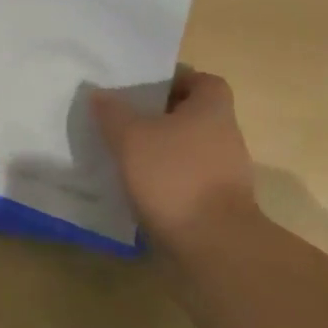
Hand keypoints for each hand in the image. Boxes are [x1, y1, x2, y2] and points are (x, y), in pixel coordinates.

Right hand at [92, 67, 257, 246]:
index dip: (176, 80)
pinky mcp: (220, 207)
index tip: (145, 89)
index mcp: (213, 110)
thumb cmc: (174, 176)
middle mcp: (226, 137)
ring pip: (190, 150)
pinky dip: (168, 181)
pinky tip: (139, 188)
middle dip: (162, 117)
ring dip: (163, 151)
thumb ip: (112, 112)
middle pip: (194, 116)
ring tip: (126, 155)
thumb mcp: (130, 137)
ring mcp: (226, 175)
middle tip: (126, 119)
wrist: (215, 248)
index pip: (203, 81)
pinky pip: (189, 181)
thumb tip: (100, 94)